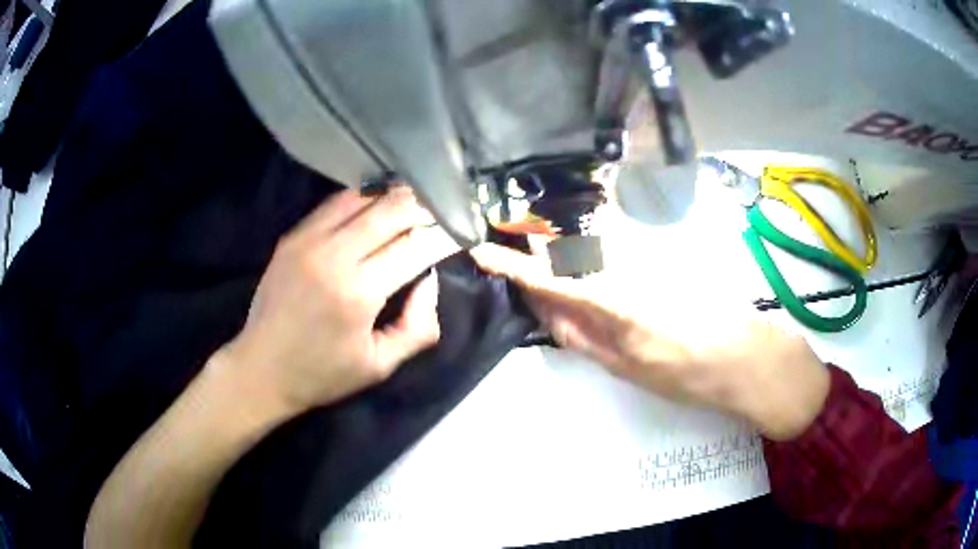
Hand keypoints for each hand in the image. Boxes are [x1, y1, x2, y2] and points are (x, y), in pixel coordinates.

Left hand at [217, 187, 459, 415]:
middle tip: (445, 208)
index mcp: (358, 293)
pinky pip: (335, 203)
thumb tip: (429, 279)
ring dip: (395, 195)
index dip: (444, 235)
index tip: (463, 230)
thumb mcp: (381, 366)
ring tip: (417, 198)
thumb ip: (418, 326)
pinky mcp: (293, 235)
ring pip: (364, 197)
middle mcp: (333, 256)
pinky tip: (378, 200)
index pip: (415, 247)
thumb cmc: (323, 374)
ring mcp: (308, 240)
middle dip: (425, 206)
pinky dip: (364, 197)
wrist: (261, 368)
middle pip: (392, 210)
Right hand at [470, 243, 828, 440]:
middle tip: (523, 259)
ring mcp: (648, 253)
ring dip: (567, 247)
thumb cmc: (687, 373)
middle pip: (567, 245)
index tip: (482, 251)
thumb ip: (583, 336)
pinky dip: (596, 248)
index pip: (549, 277)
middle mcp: (628, 265)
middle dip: (539, 248)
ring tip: (559, 262)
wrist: (745, 356)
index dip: (511, 264)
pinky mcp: (663, 251)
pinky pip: (617, 241)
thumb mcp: (627, 368)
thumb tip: (549, 314)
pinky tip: (598, 259)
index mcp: (613, 300)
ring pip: (592, 238)